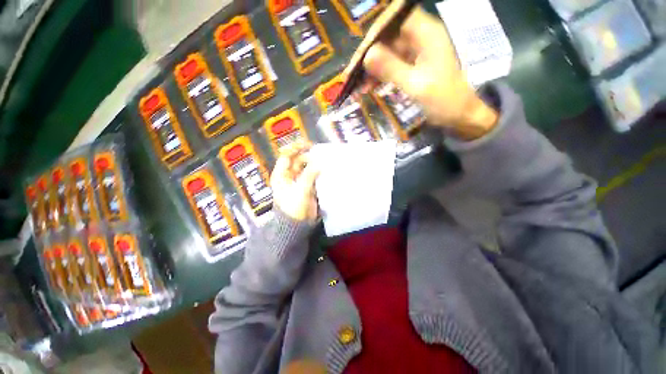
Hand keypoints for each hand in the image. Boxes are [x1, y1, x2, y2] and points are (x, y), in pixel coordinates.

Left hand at [270, 142, 319, 221]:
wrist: (296, 225)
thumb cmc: (294, 208)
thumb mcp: (300, 191)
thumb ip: (309, 175)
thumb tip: (319, 163)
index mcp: (281, 175)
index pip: (286, 156)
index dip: (296, 148)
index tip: (308, 144)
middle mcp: (288, 176)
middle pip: (297, 160)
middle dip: (307, 155)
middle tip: (319, 154)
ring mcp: (298, 181)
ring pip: (305, 167)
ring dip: (313, 163)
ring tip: (324, 160)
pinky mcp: (306, 186)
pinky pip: (311, 175)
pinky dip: (317, 171)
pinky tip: (324, 169)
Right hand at [354, 6, 498, 139]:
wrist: (459, 116)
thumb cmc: (444, 101)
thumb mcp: (416, 86)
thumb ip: (391, 69)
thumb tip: (367, 56)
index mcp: (426, 34)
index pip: (394, 19)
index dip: (375, 33)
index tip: (360, 56)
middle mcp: (420, 38)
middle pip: (388, 37)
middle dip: (368, 55)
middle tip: (351, 75)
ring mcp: (416, 52)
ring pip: (387, 53)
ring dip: (371, 68)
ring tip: (357, 86)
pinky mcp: (413, 66)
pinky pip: (391, 66)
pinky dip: (379, 76)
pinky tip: (368, 88)